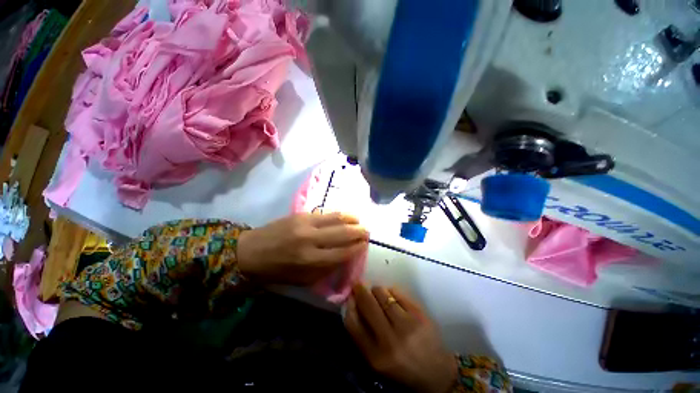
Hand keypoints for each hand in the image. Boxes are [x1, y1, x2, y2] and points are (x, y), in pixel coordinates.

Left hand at [237, 213, 368, 284]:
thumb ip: (326, 269)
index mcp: (310, 261)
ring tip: (359, 220)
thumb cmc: (276, 271)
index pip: (343, 253)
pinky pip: (325, 213)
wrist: (250, 251)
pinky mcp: (301, 214)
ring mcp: (306, 223)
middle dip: (359, 231)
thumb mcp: (302, 279)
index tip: (365, 245)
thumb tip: (345, 257)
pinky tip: (344, 216)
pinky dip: (338, 214)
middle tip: (367, 231)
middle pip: (343, 233)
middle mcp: (311, 239)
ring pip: (336, 218)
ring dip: (351, 218)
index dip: (357, 248)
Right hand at [345, 285, 457, 392]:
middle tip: (358, 285)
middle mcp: (390, 340)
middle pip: (368, 304)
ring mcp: (407, 325)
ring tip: (376, 292)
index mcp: (376, 357)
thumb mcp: (376, 359)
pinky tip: (391, 295)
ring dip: (376, 290)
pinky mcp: (420, 314)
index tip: (350, 296)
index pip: (353, 323)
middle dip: (360, 290)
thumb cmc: (401, 367)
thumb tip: (352, 302)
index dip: (349, 305)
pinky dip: (390, 291)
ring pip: (382, 293)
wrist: (436, 372)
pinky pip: (397, 292)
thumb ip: (362, 334)